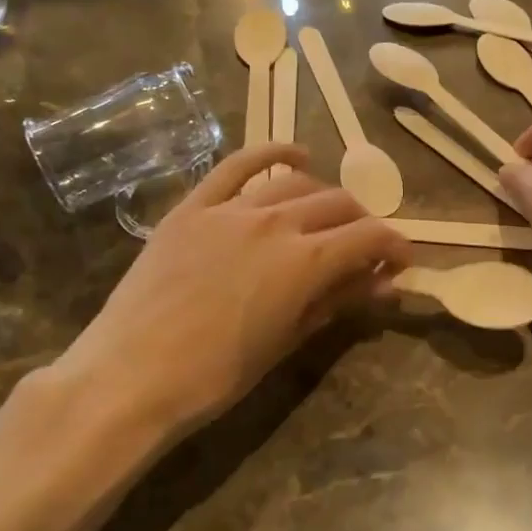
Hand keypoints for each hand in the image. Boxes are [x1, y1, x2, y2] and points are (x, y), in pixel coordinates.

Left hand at [29, 143, 410, 451]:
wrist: (130, 376)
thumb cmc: (215, 376)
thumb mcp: (286, 342)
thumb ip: (336, 302)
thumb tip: (382, 282)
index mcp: (304, 261)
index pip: (368, 237)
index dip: (394, 245)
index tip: (401, 260)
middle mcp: (275, 222)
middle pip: (337, 204)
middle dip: (362, 223)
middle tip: (365, 248)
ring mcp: (231, 209)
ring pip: (295, 184)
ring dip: (324, 196)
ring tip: (330, 215)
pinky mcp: (194, 207)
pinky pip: (237, 166)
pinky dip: (271, 153)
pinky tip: (295, 154)